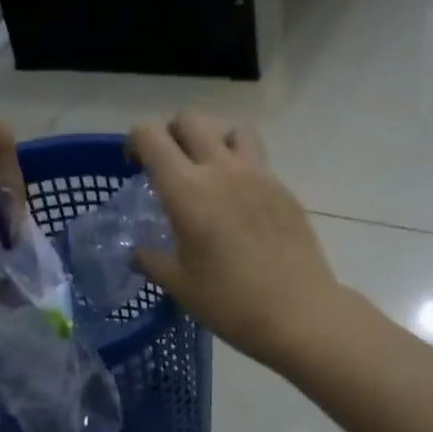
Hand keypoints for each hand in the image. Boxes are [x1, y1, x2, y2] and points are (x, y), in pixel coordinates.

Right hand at [128, 109, 342, 366]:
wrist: (297, 312)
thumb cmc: (229, 302)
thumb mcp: (179, 285)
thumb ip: (152, 261)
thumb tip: (138, 254)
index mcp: (187, 190)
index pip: (150, 135)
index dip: (135, 143)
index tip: (136, 169)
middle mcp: (221, 170)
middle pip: (191, 119)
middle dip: (172, 133)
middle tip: (170, 168)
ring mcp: (258, 175)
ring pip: (232, 131)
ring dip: (214, 142)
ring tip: (211, 176)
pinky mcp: (283, 189)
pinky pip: (258, 161)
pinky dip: (242, 170)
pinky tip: (241, 208)